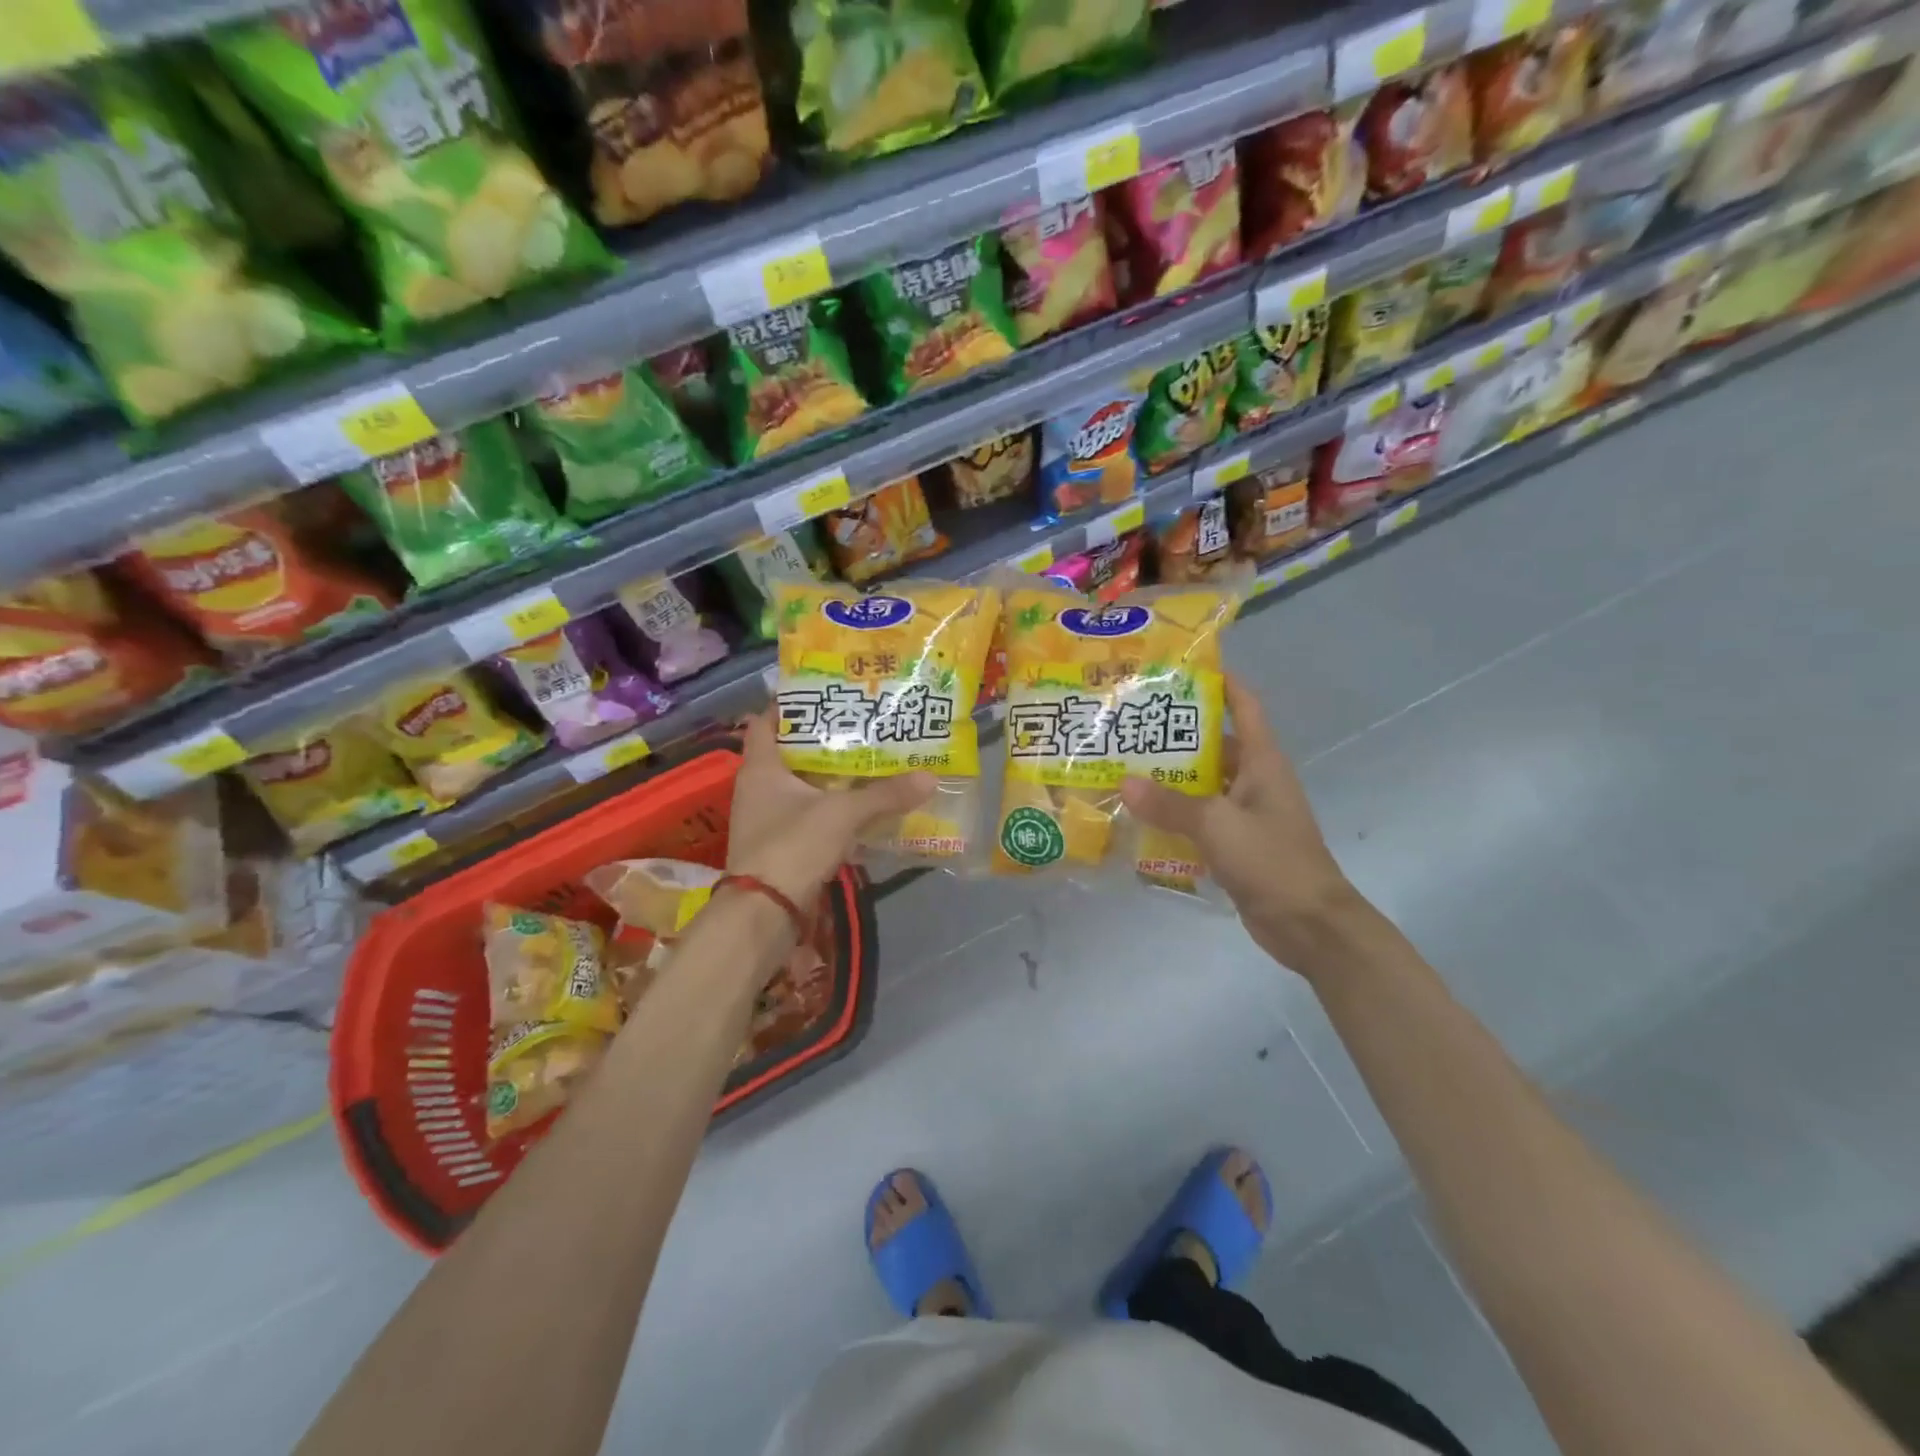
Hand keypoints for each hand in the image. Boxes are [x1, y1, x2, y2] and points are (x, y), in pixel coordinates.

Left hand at [726, 710, 934, 910]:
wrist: (765, 914)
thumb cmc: (792, 846)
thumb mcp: (842, 814)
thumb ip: (885, 795)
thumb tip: (930, 777)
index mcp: (761, 768)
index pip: (766, 722)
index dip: (790, 705)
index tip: (825, 695)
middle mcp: (758, 788)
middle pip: (791, 753)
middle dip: (824, 741)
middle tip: (861, 725)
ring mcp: (767, 819)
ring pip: (802, 786)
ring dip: (831, 777)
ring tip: (869, 761)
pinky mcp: (780, 846)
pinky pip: (809, 815)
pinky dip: (832, 808)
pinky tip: (862, 806)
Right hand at [1120, 673, 1368, 973]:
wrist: (1309, 925)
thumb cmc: (1272, 861)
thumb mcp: (1217, 826)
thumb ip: (1170, 805)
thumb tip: (1124, 783)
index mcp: (1263, 762)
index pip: (1245, 706)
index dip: (1220, 682)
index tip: (1181, 670)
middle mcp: (1256, 780)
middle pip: (1216, 745)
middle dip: (1177, 735)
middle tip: (1131, 725)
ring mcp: (1246, 814)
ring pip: (1204, 784)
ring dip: (1171, 779)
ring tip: (1125, 768)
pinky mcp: (1237, 844)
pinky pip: (1201, 819)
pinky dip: (1175, 815)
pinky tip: (1141, 817)